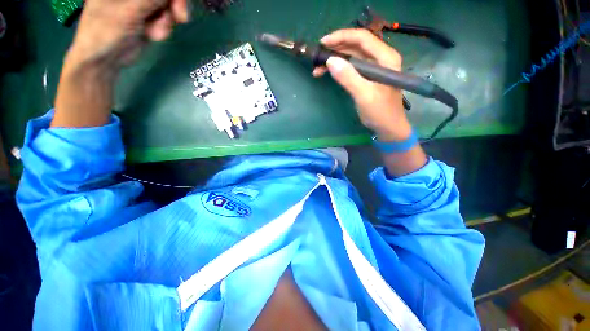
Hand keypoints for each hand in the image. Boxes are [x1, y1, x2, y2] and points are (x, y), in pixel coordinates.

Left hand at [53, 0, 188, 127]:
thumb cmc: (105, 32)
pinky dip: (165, 27)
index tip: (179, 4)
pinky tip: (153, 35)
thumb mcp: (128, 12)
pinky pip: (166, 17)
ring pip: (168, 5)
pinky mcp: (149, 16)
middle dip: (174, 4)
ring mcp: (141, 2)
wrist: (104, 60)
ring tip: (154, 33)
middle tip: (181, 18)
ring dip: (167, 20)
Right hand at [315, 29, 426, 175]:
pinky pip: (352, 67)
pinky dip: (339, 69)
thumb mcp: (364, 95)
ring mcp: (374, 68)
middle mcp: (381, 58)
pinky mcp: (368, 77)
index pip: (362, 38)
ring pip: (352, 56)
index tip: (323, 43)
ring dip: (335, 60)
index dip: (341, 37)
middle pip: (356, 45)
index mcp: (385, 57)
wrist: (388, 128)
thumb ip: (349, 78)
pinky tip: (328, 73)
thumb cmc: (380, 112)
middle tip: (318, 56)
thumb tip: (330, 61)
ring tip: (318, 68)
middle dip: (336, 49)